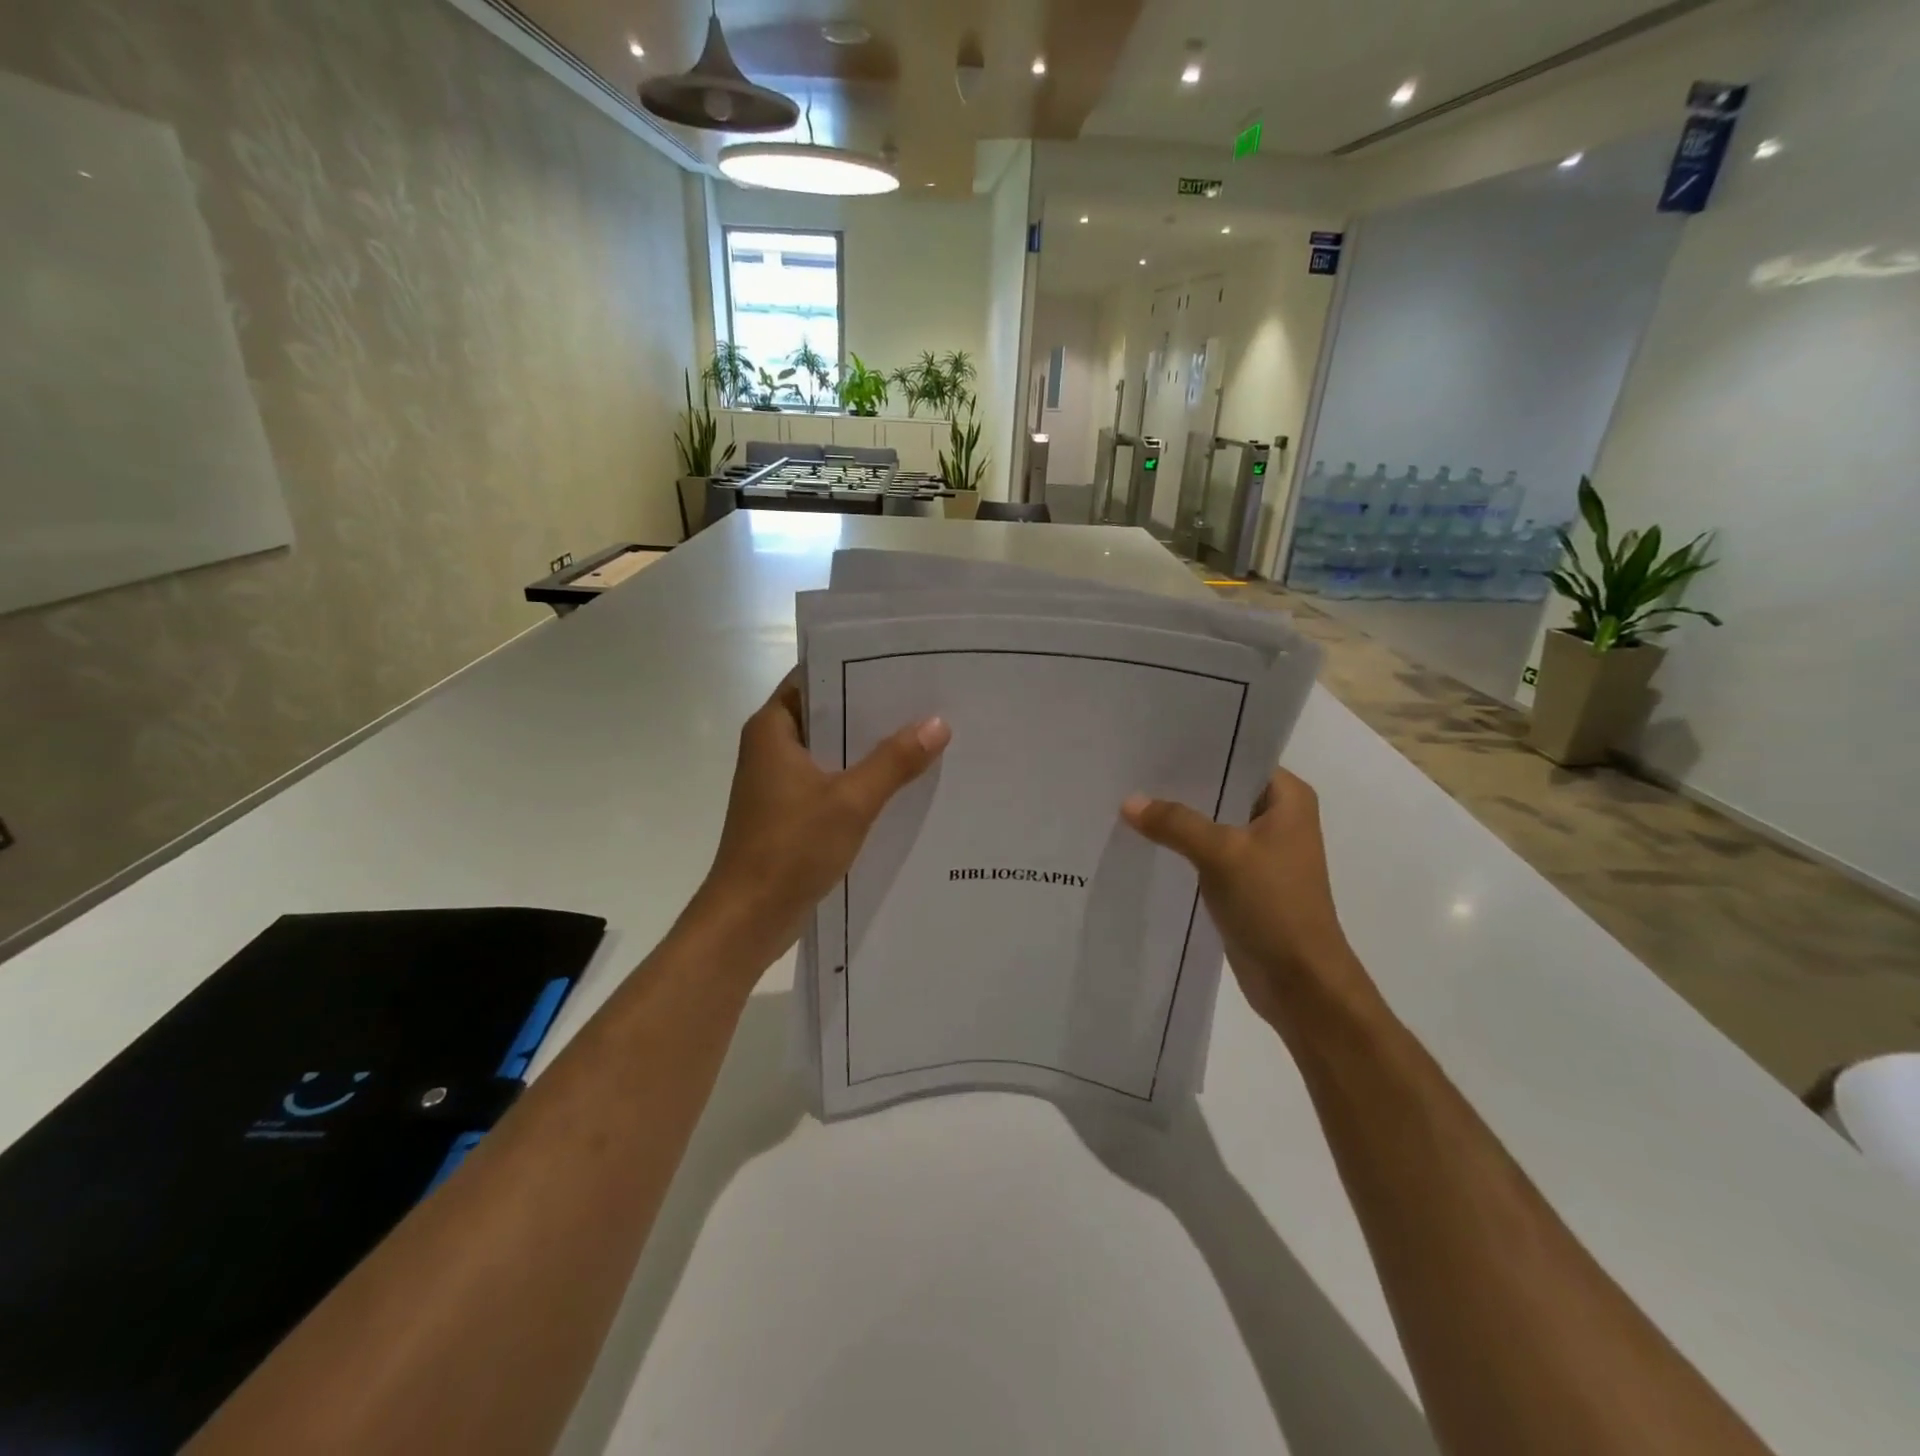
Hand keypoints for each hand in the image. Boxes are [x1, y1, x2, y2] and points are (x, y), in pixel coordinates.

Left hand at [688, 671, 949, 967]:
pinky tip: (903, 783)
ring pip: (832, 751)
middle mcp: (772, 748)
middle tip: (927, 698)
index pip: (815, 677)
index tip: (903, 663)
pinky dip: (860, 780)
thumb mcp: (850, 801)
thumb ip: (894, 761)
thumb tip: (938, 722)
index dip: (856, 668)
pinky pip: (831, 782)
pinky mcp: (791, 813)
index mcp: (773, 729)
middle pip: (827, 714)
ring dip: (870, 748)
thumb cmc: (789, 849)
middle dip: (873, 709)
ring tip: (925, 735)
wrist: (747, 920)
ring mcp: (780, 783)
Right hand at [1122, 769, 1378, 1041]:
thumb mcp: (1222, 854)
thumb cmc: (1274, 905)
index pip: (1239, 756)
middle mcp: (1278, 817)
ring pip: (1211, 820)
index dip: (1198, 749)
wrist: (1300, 982)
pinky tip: (1145, 838)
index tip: (1154, 740)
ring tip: (1130, 798)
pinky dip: (1181, 845)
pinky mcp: (1243, 880)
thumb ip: (1175, 823)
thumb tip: (1129, 802)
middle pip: (1221, 788)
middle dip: (1180, 783)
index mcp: (1288, 798)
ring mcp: (1260, 850)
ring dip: (1179, 816)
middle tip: (1132, 768)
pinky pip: (1206, 850)